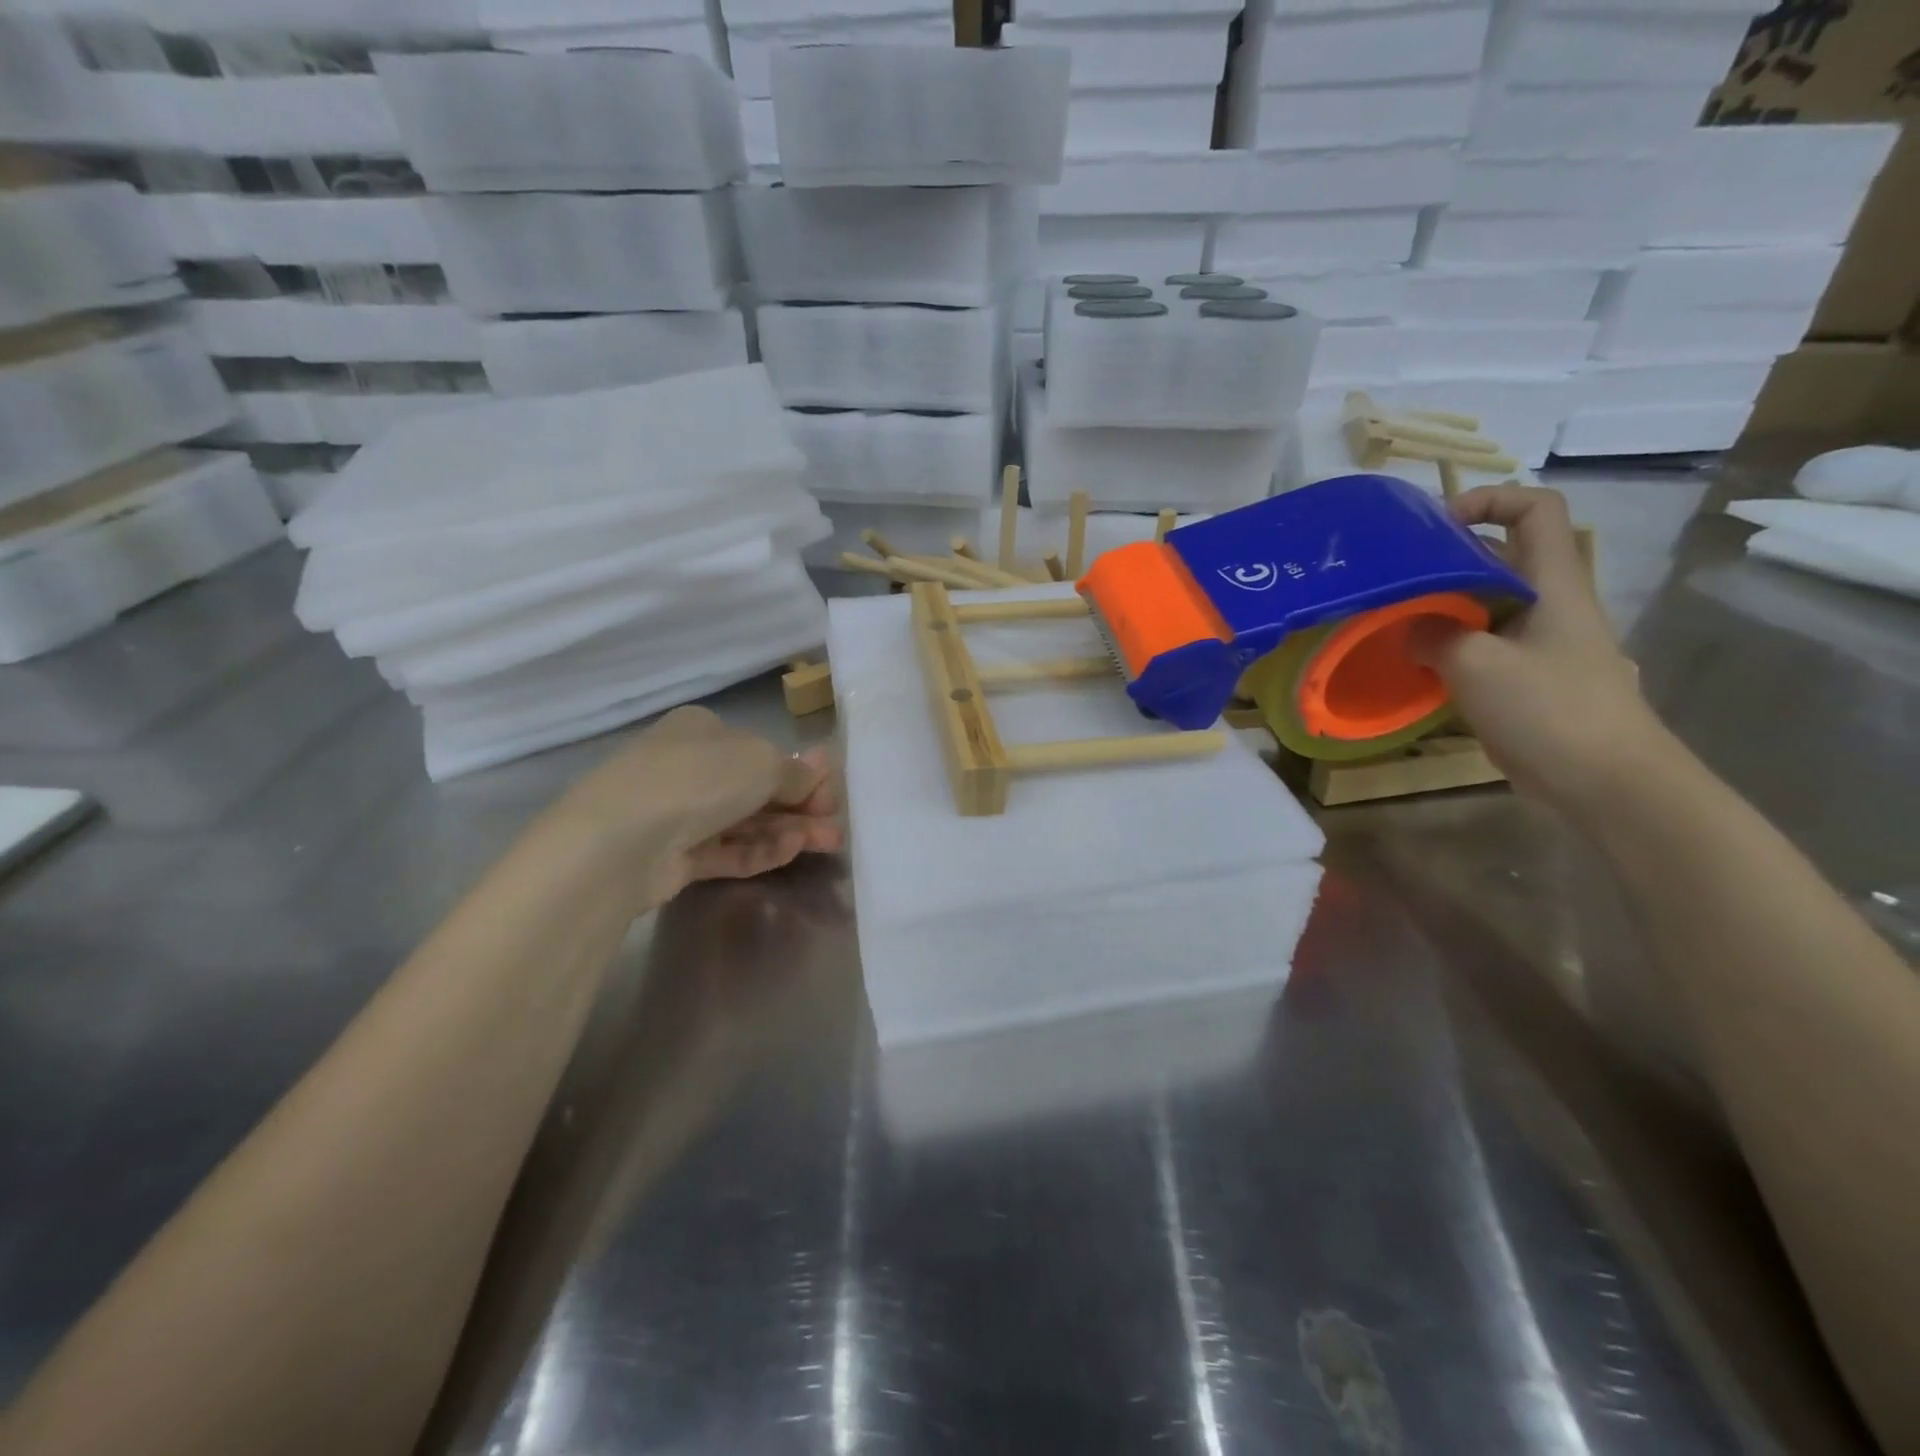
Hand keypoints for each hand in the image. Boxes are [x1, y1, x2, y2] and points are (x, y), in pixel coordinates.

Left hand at [553, 705, 842, 907]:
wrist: (621, 840)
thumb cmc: (698, 779)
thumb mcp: (761, 762)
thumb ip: (794, 774)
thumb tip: (817, 775)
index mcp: (703, 731)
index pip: (760, 750)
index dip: (801, 772)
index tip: (831, 793)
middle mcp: (688, 766)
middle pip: (756, 788)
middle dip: (801, 806)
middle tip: (835, 826)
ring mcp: (677, 813)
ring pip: (744, 822)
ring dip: (788, 831)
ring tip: (829, 844)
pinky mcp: (673, 857)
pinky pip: (725, 850)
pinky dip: (759, 850)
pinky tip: (790, 852)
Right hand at [1411, 485, 1674, 817]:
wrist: (1604, 781)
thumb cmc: (1549, 709)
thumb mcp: (1477, 664)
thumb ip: (1434, 634)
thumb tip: (1409, 627)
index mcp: (1554, 583)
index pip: (1536, 510)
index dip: (1490, 500)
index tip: (1437, 524)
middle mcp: (1550, 603)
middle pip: (1501, 557)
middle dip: (1447, 559)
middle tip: (1395, 578)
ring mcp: (1540, 643)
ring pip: (1486, 604)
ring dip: (1441, 607)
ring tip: (1393, 619)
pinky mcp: (1527, 678)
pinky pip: (1481, 645)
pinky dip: (1447, 645)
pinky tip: (1415, 663)